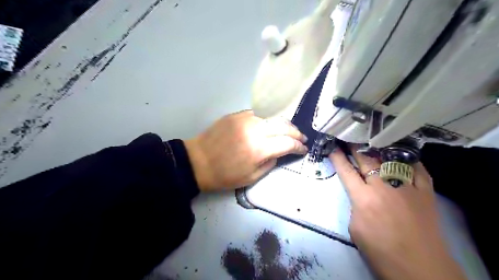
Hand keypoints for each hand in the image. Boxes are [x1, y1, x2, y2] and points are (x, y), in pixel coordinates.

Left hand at [183, 110, 307, 191]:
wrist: (198, 161)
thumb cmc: (224, 175)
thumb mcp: (251, 177)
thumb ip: (270, 163)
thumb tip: (279, 152)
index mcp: (258, 149)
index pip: (287, 143)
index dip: (299, 146)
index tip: (304, 149)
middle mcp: (254, 130)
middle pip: (283, 125)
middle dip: (296, 132)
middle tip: (301, 138)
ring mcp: (245, 119)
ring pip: (273, 116)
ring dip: (285, 123)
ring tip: (290, 130)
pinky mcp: (237, 114)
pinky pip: (259, 113)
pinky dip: (269, 119)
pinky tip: (271, 124)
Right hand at [330, 147, 466, 277]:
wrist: (419, 267)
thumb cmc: (380, 251)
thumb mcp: (355, 228)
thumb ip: (356, 205)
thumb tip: (360, 193)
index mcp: (363, 198)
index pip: (346, 171)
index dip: (337, 157)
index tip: (332, 146)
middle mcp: (383, 187)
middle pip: (366, 159)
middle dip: (355, 147)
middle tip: (349, 138)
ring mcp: (406, 186)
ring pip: (390, 159)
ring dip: (378, 149)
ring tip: (371, 141)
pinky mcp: (426, 191)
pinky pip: (417, 168)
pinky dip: (408, 160)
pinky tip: (401, 155)